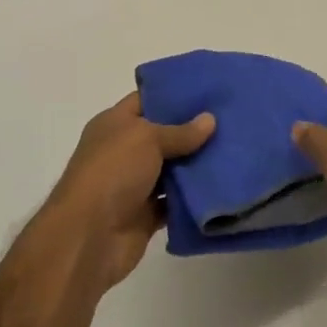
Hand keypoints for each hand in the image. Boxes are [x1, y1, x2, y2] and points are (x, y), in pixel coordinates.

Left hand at [39, 93, 214, 289]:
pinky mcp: (147, 214)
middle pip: (164, 136)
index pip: (146, 101)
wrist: (89, 236)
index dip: (174, 94)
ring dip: (198, 164)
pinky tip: (224, 185)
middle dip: (195, 130)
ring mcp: (135, 184)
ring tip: (236, 149)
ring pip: (174, 170)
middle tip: (232, 119)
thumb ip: (180, 131)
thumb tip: (210, 119)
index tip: (209, 90)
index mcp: (114, 125)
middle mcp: (124, 152)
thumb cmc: (112, 173)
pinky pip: (176, 201)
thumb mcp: (146, 138)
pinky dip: (195, 197)